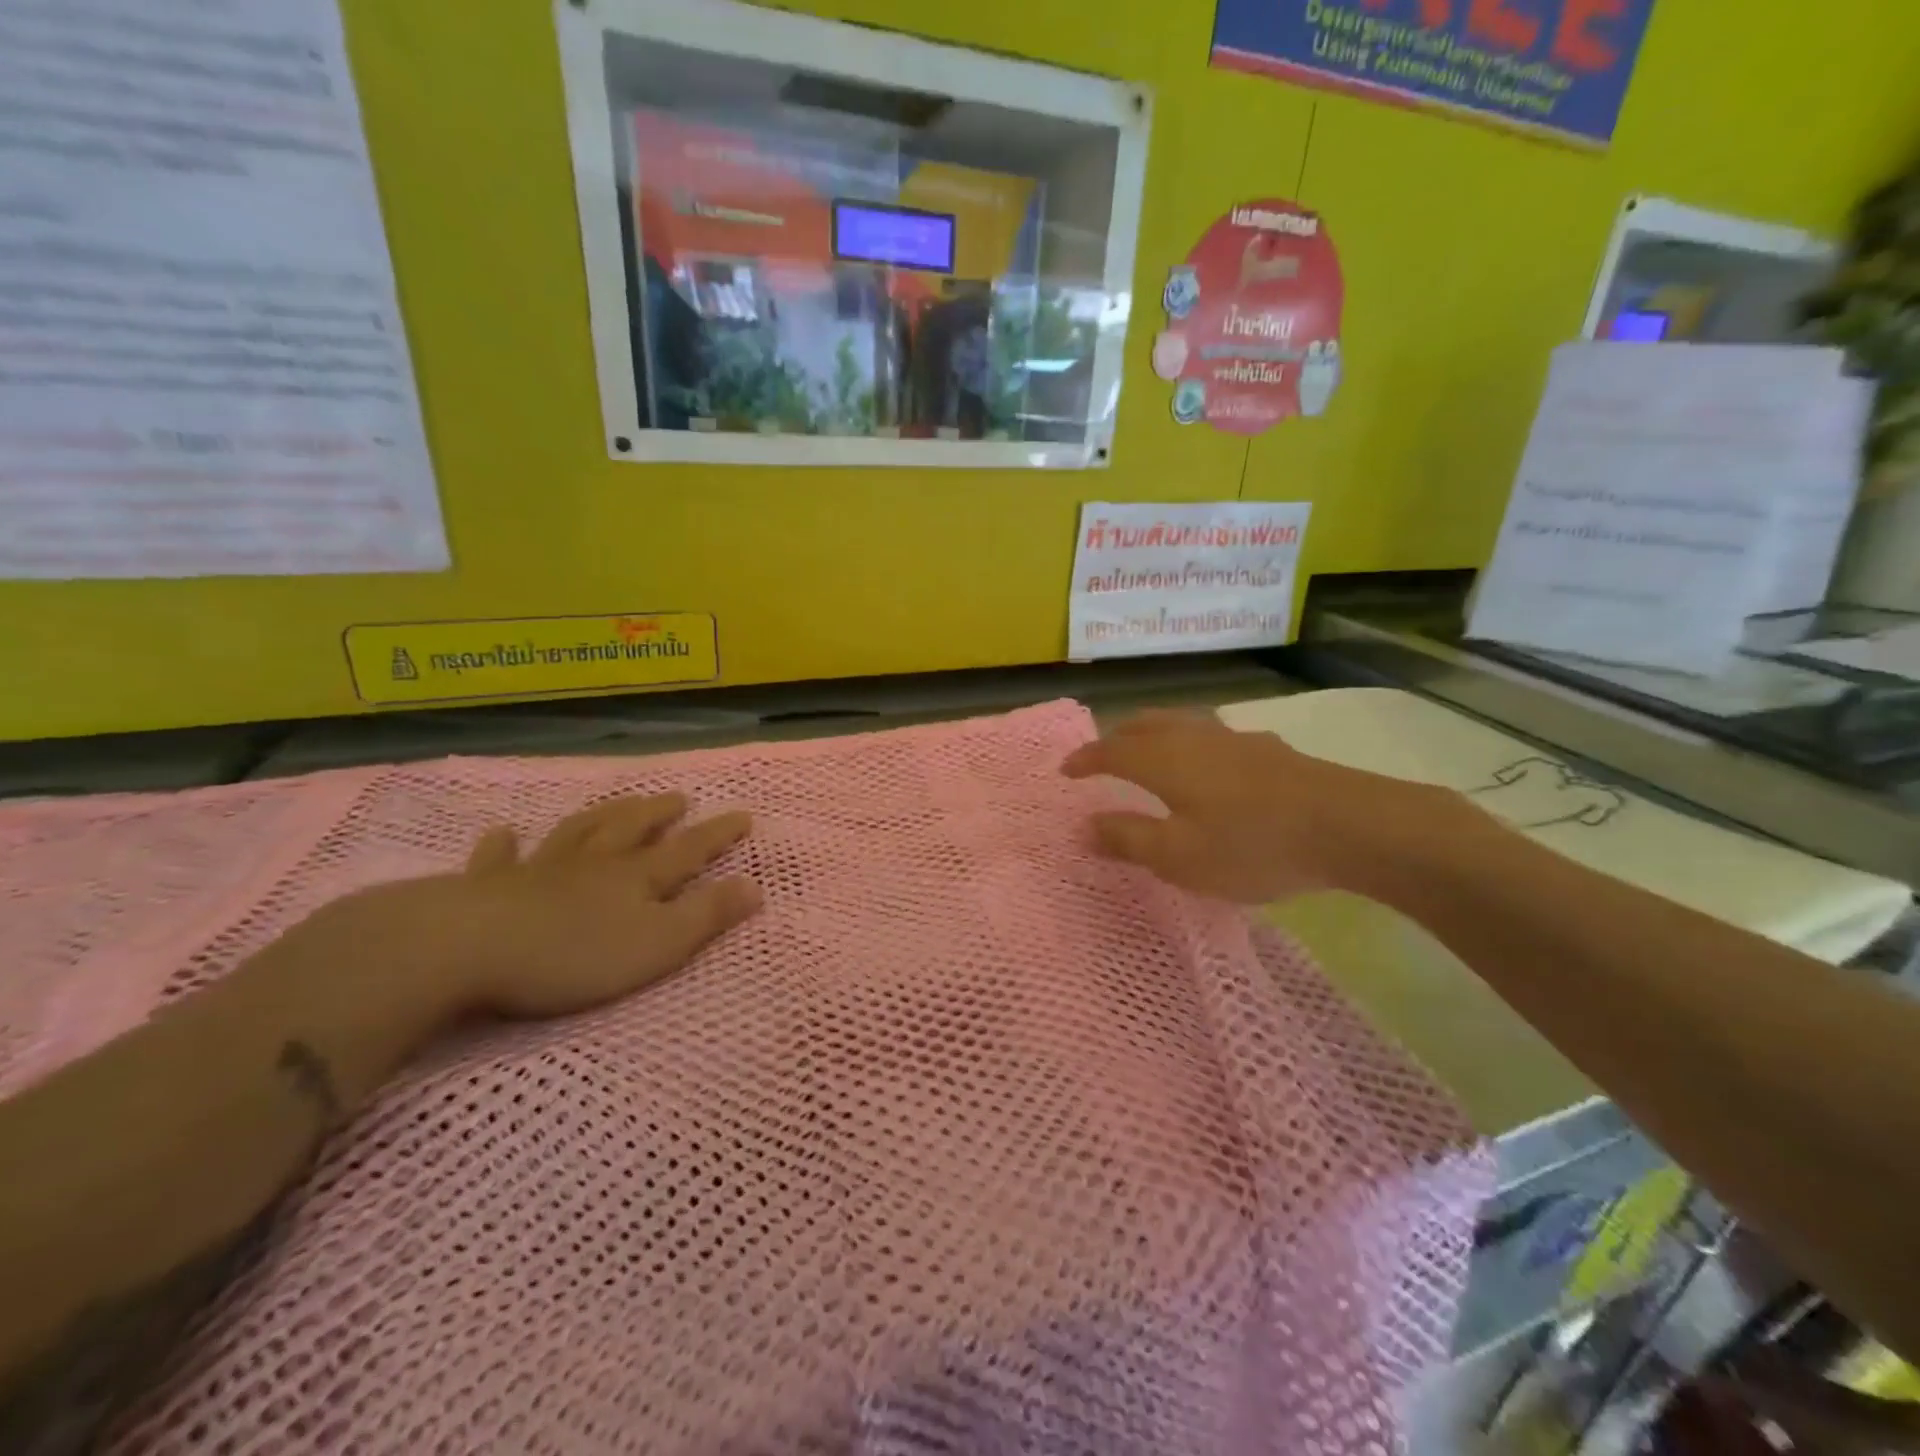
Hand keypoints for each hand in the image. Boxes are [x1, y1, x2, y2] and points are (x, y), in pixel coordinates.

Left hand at [449, 792, 762, 1017]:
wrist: (468, 949)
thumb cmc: (574, 954)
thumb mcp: (658, 944)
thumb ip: (708, 915)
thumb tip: (757, 886)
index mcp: (636, 878)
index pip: (688, 849)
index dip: (718, 833)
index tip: (743, 815)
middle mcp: (594, 864)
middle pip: (632, 829)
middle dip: (658, 814)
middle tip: (677, 798)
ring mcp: (540, 870)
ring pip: (579, 832)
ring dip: (602, 816)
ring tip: (618, 803)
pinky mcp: (489, 887)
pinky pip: (499, 859)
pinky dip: (505, 844)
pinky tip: (504, 832)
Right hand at [1061, 709, 1466, 903]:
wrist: (1349, 826)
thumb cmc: (1251, 845)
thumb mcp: (1179, 856)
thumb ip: (1128, 839)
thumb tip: (1085, 825)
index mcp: (1165, 760)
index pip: (1111, 751)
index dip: (1085, 759)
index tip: (1065, 770)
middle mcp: (1194, 738)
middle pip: (1144, 724)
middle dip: (1116, 737)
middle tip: (1101, 755)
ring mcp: (1235, 739)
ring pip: (1181, 723)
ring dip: (1153, 733)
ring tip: (1148, 751)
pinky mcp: (1269, 750)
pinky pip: (1212, 735)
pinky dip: (1190, 743)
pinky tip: (1209, 764)